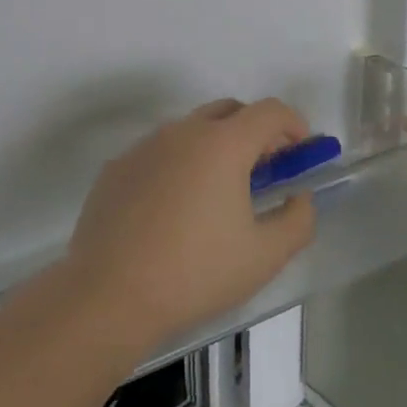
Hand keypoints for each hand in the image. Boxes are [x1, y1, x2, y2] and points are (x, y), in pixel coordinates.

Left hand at [65, 98, 317, 356]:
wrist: (107, 296)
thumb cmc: (195, 273)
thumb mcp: (265, 256)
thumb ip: (298, 219)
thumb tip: (298, 197)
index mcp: (223, 144)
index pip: (270, 111)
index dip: (293, 125)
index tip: (299, 154)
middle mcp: (183, 131)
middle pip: (230, 111)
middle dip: (255, 132)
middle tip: (263, 172)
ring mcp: (144, 146)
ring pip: (191, 130)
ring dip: (215, 148)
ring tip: (217, 196)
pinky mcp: (116, 168)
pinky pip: (159, 153)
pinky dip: (178, 166)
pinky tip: (173, 212)